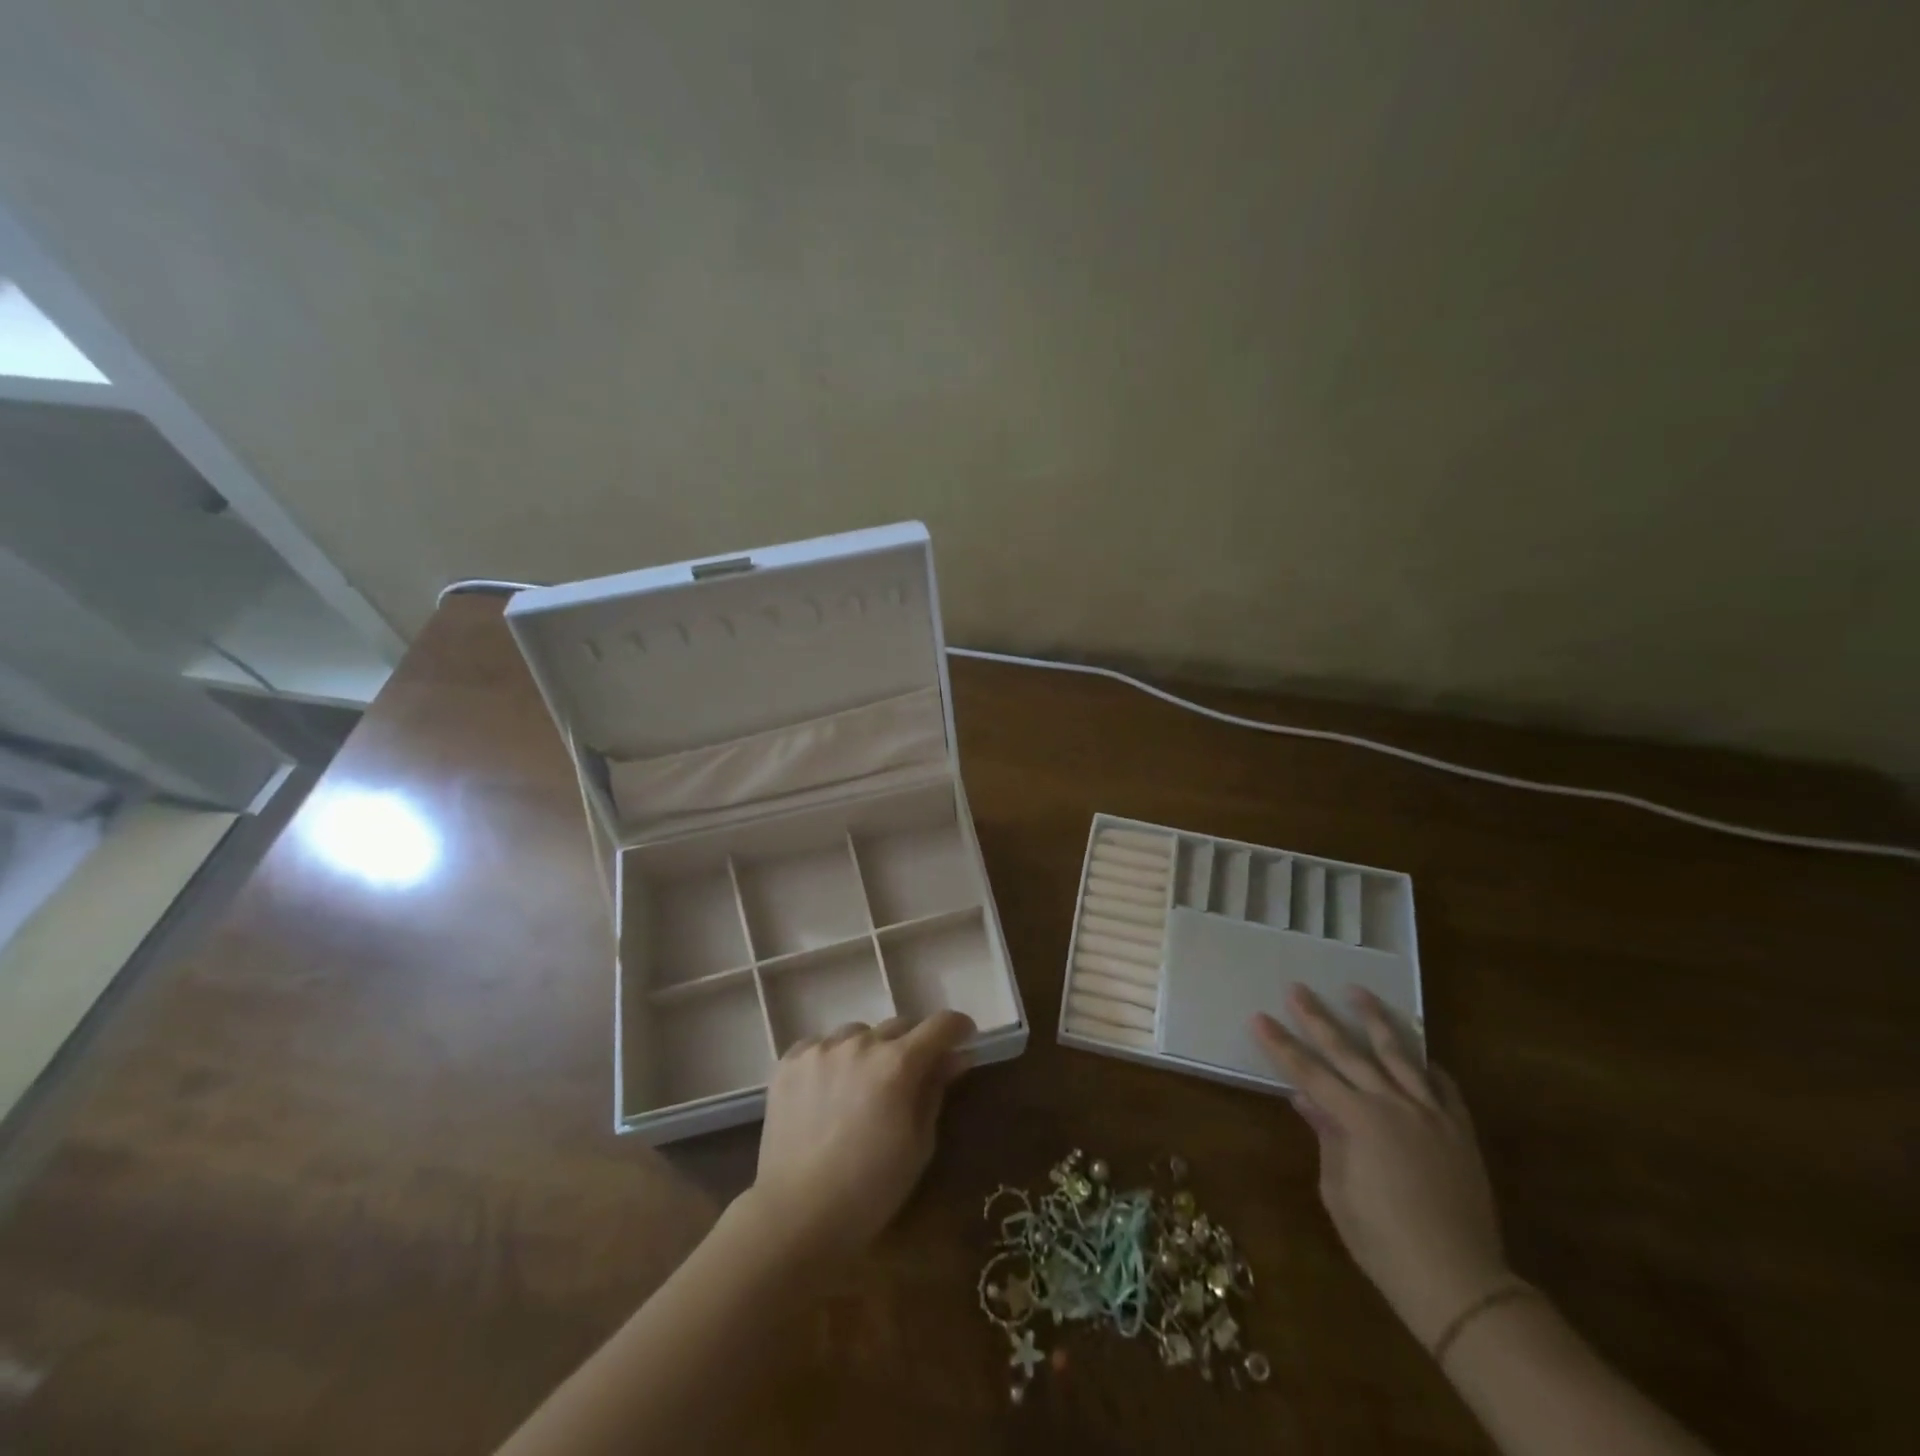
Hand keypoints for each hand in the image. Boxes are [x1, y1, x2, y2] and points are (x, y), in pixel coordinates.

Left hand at [748, 1011, 975, 1260]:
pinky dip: (833, 1059)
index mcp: (897, 1064)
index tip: (964, 1036)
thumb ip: (936, 1091)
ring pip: (858, 1034)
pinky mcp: (790, 1061)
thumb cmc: (870, 1190)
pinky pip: (821, 1045)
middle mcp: (860, 1044)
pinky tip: (828, 1089)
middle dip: (912, 1045)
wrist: (796, 1216)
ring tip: (862, 1086)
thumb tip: (954, 1058)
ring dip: (870, 1051)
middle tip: (909, 1076)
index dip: (957, 1027)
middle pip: (899, 1026)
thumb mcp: (918, 1146)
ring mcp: (821, 1049)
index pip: (939, 1025)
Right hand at [1253, 985, 1508, 1348]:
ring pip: (1399, 1055)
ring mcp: (1431, 1115)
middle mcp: (1393, 1106)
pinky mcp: (1460, 1131)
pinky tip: (1418, 1054)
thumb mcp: (1338, 1190)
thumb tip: (1308, 1100)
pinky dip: (1427, 1066)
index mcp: (1358, 1120)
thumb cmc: (1382, 1241)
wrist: (1459, 1282)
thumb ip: (1326, 1137)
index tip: (1259, 1017)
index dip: (1281, 1044)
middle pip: (1348, 1052)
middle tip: (1298, 988)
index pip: (1308, 1071)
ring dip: (1375, 1021)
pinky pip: (1443, 1087)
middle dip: (1318, 1018)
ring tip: (1357, 992)